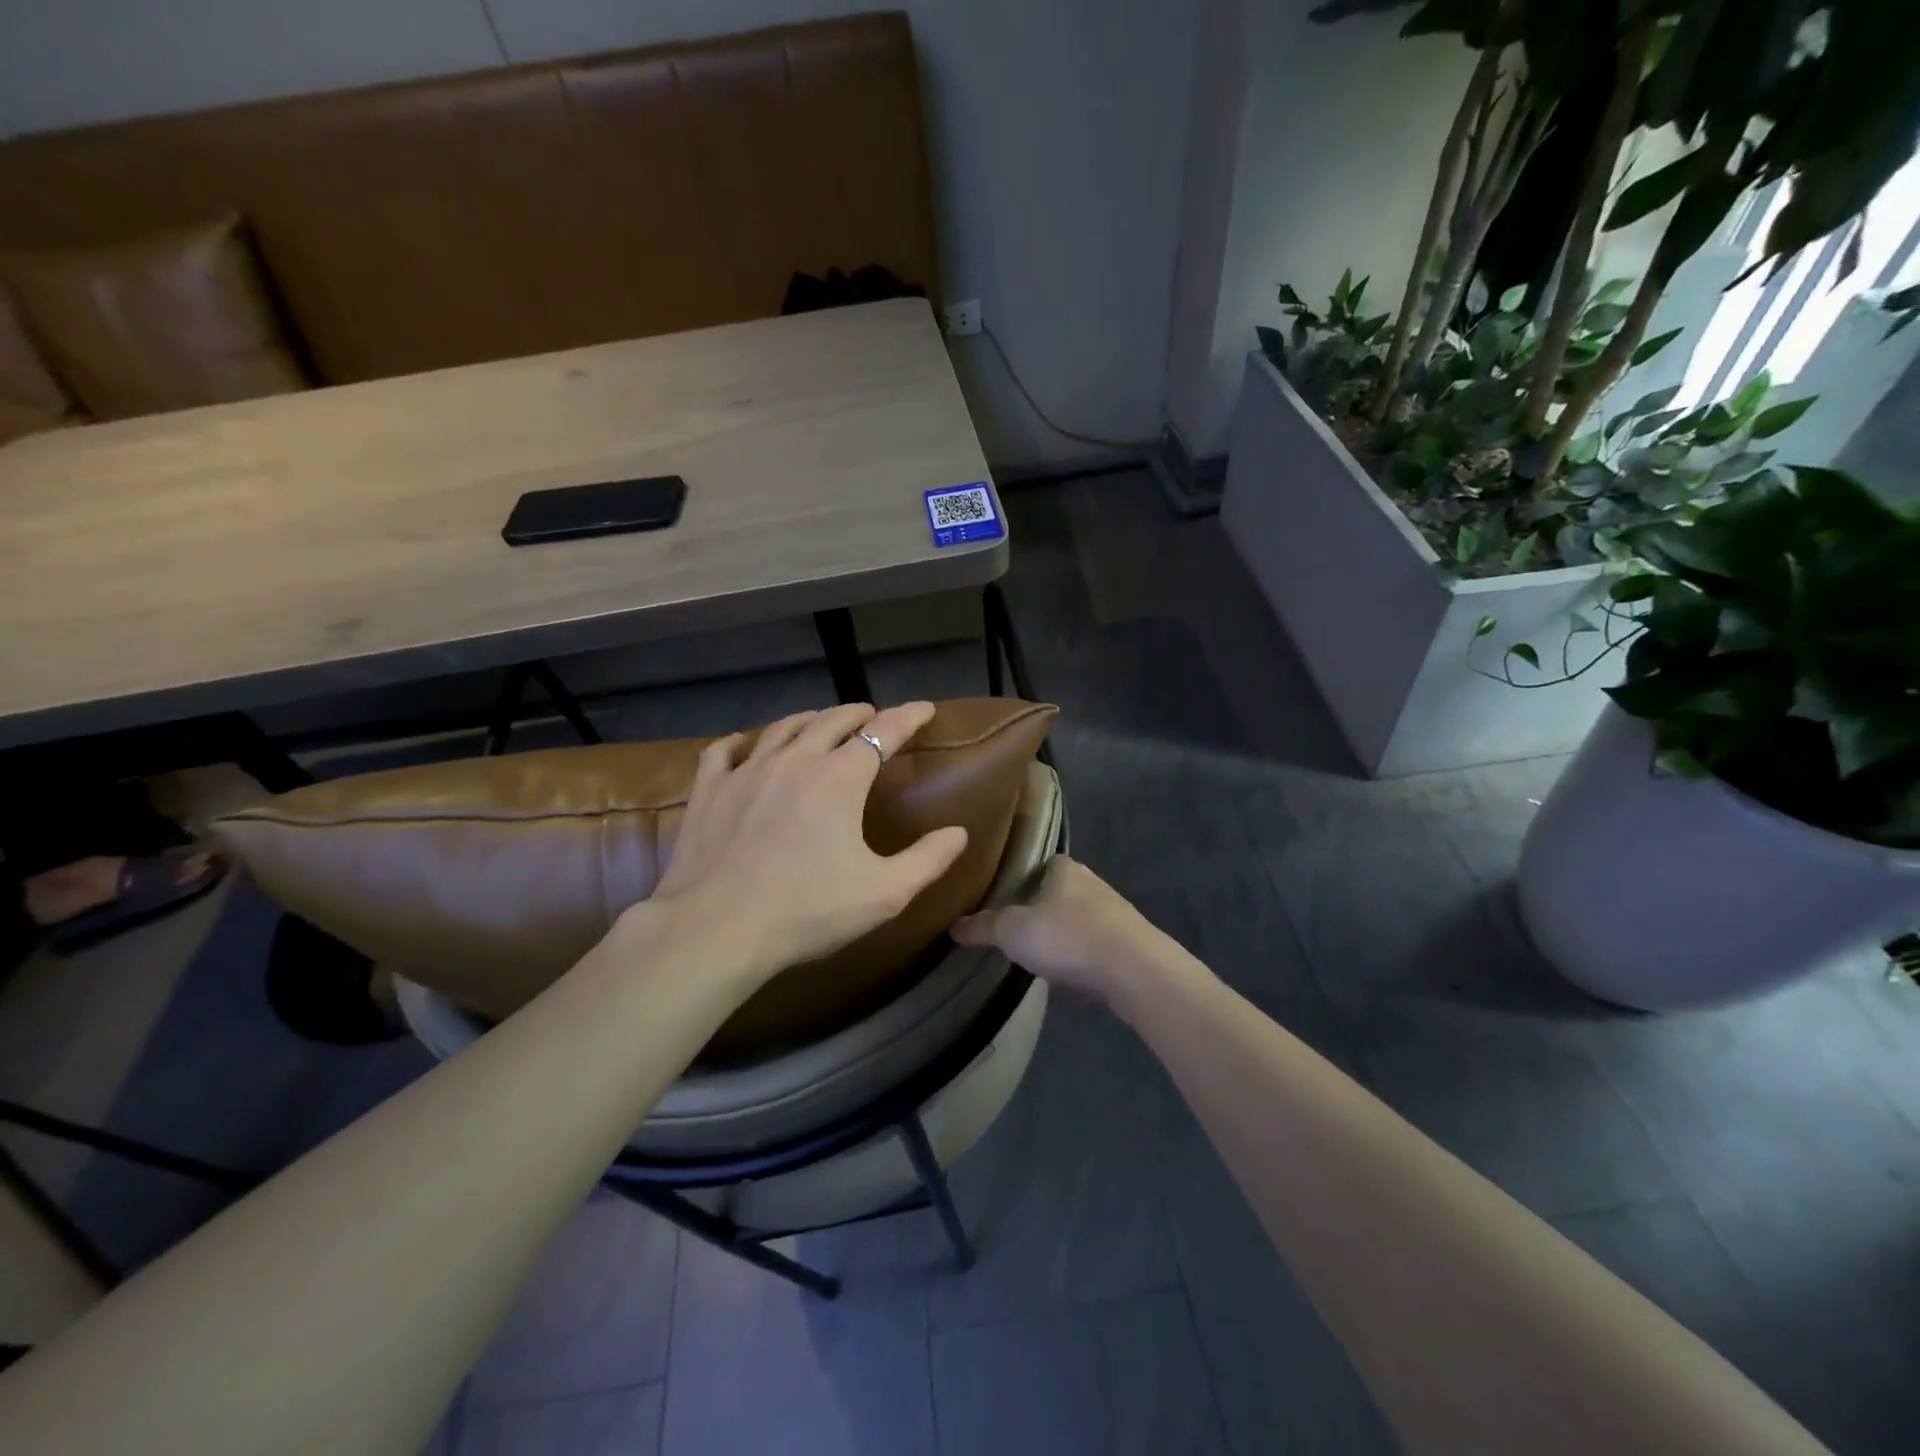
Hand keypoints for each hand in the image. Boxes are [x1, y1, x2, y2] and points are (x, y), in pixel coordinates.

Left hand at [645, 701, 969, 981]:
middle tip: (872, 717)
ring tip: (820, 722)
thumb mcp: (885, 894)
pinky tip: (744, 747)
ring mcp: (746, 771)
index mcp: (840, 778)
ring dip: (809, 720)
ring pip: (783, 728)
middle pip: (832, 720)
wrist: (716, 930)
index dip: (909, 716)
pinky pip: (724, 752)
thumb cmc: (807, 911)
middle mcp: (795, 761)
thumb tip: (958, 833)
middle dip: (858, 714)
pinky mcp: (709, 791)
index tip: (925, 708)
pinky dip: (741, 743)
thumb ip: (928, 860)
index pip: (884, 731)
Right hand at [950, 856, 1200, 1012]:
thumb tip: (953, 925)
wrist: (1134, 970)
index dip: (1022, 877)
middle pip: (1060, 893)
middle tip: (1016, 929)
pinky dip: (1082, 959)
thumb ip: (983, 927)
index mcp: (1065, 869)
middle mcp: (1093, 884)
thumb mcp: (1013, 931)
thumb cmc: (1068, 937)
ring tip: (1040, 956)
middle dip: (1042, 909)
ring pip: (1080, 921)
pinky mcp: (1130, 945)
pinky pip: (1097, 948)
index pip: (1040, 864)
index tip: (1003, 896)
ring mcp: (1115, 914)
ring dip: (1064, 936)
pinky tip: (1071, 977)